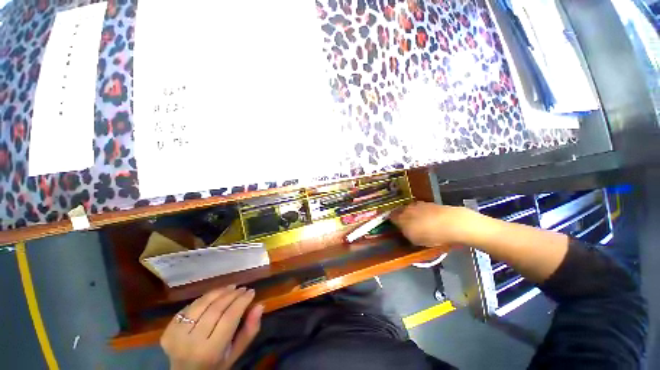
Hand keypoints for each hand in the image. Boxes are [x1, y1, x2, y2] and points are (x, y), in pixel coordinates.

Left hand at [161, 285, 262, 369]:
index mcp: (210, 351)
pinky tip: (214, 296)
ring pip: (201, 304)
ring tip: (231, 288)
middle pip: (215, 309)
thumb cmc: (217, 363)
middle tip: (243, 288)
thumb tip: (260, 305)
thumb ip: (250, 330)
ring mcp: (176, 336)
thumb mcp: (236, 352)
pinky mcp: (168, 330)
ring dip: (219, 292)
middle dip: (232, 294)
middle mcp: (191, 343)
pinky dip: (205, 298)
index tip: (251, 291)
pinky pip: (190, 307)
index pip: (229, 318)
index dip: (242, 301)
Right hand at [390, 202, 469, 247]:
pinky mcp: (431, 204)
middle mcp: (407, 208)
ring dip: (413, 215)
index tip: (396, 227)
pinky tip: (430, 221)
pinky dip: (424, 214)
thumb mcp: (414, 240)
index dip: (392, 222)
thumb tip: (403, 229)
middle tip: (407, 226)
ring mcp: (419, 204)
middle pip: (401, 211)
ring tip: (420, 224)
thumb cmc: (431, 235)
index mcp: (401, 217)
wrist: (454, 223)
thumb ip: (406, 233)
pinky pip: (423, 209)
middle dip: (402, 217)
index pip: (391, 217)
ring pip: (412, 210)